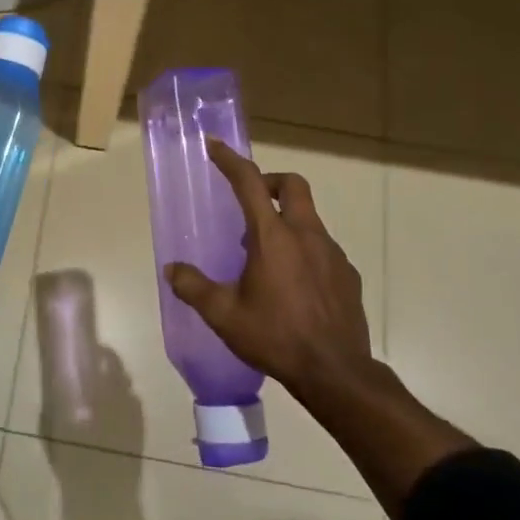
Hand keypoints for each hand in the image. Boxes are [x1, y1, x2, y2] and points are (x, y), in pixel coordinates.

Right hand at [166, 140, 375, 402]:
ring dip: (286, 221)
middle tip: (252, 201)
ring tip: (266, 256)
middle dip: (270, 182)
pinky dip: (305, 250)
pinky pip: (323, 248)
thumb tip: (172, 270)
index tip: (215, 146)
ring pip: (309, 218)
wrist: (336, 373)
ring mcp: (332, 254)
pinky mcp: (348, 275)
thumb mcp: (224, 315)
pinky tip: (294, 284)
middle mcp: (306, 235)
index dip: (230, 161)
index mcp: (272, 237)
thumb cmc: (276, 337)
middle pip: (293, 185)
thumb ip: (194, 288)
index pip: (249, 183)